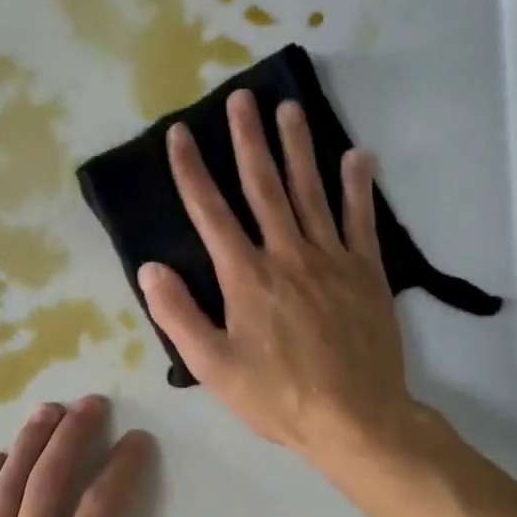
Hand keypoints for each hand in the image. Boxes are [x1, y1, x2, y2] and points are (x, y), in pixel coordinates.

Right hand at [138, 91, 424, 472]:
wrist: (356, 418)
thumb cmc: (277, 396)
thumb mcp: (213, 366)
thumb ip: (179, 314)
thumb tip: (151, 268)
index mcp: (246, 277)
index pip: (211, 212)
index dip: (191, 171)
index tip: (179, 133)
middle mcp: (287, 255)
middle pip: (264, 186)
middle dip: (248, 140)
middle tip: (242, 98)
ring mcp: (331, 259)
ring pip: (310, 191)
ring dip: (298, 147)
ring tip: (289, 108)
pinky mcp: (365, 272)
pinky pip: (360, 220)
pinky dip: (358, 186)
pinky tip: (358, 155)